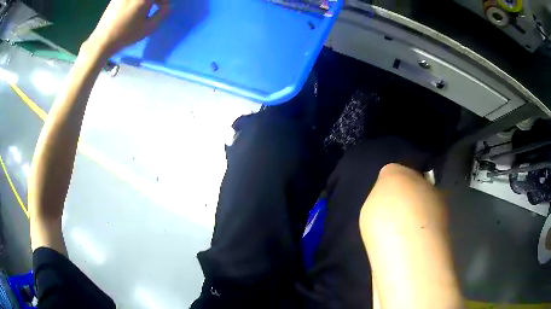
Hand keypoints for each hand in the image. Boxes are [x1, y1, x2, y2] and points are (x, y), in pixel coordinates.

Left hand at [84, 0, 170, 57]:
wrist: (102, 41)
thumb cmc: (126, 35)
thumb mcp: (148, 28)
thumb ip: (162, 14)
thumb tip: (168, 7)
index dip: (164, 1)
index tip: (164, 8)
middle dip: (155, 0)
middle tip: (156, 6)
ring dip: (144, 1)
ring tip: (144, 8)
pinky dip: (135, 2)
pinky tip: (133, 8)